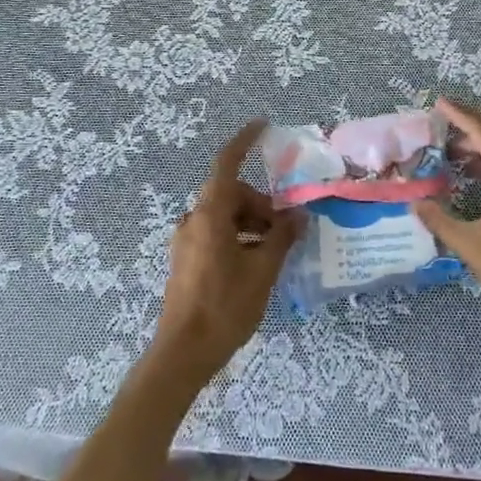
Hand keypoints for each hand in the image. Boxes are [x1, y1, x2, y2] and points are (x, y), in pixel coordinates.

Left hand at [154, 120, 302, 382]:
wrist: (183, 354)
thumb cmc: (225, 307)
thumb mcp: (262, 270)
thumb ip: (281, 238)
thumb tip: (298, 217)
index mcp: (209, 214)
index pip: (226, 164)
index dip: (244, 142)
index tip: (262, 126)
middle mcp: (193, 220)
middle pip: (231, 194)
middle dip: (260, 203)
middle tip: (285, 229)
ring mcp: (185, 241)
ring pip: (224, 215)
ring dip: (250, 223)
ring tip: (274, 250)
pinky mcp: (185, 260)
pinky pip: (215, 233)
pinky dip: (237, 236)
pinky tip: (255, 263)